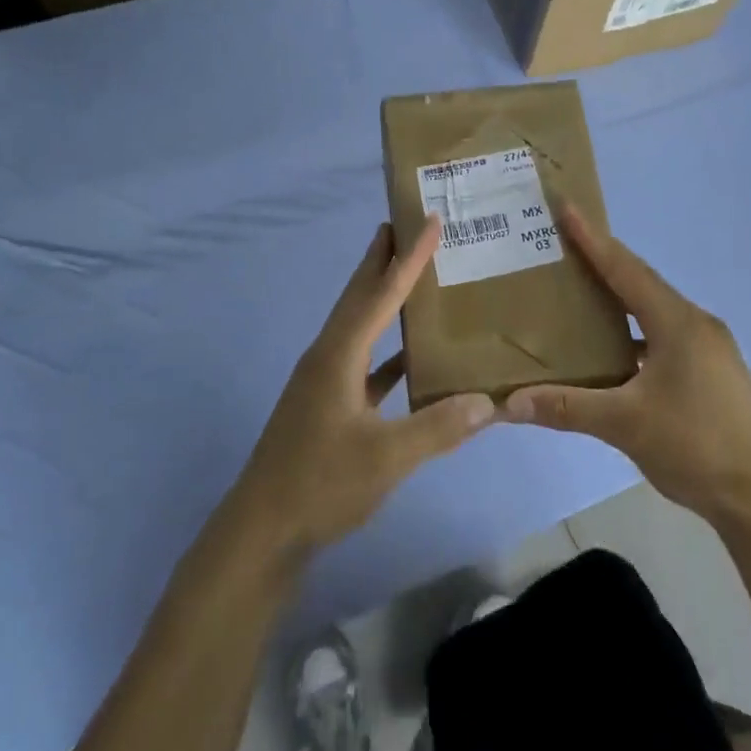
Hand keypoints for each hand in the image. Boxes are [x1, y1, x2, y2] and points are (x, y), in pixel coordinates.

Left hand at [232, 219, 495, 557]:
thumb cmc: (320, 485)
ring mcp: (324, 381)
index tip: (428, 221)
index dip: (408, 258)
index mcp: (338, 355)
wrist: (263, 529)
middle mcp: (328, 356)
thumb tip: (488, 402)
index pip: (380, 294)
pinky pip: (363, 361)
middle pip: (359, 296)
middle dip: (381, 259)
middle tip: (404, 224)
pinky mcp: (327, 405)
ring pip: (359, 326)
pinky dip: (386, 349)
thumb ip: (438, 428)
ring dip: (381, 297)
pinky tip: (409, 355)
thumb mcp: (386, 459)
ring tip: (408, 275)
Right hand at [503, 209, 750, 529]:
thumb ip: (567, 407)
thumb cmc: (695, 447)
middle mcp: (695, 325)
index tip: (567, 207)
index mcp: (677, 323)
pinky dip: (635, 333)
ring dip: (619, 300)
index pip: (625, 269)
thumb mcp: (625, 425)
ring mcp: (709, 349)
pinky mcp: (712, 372)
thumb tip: (509, 403)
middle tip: (563, 246)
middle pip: (641, 283)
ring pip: (654, 311)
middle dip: (603, 262)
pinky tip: (614, 351)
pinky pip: (664, 336)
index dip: (593, 238)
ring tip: (580, 293)